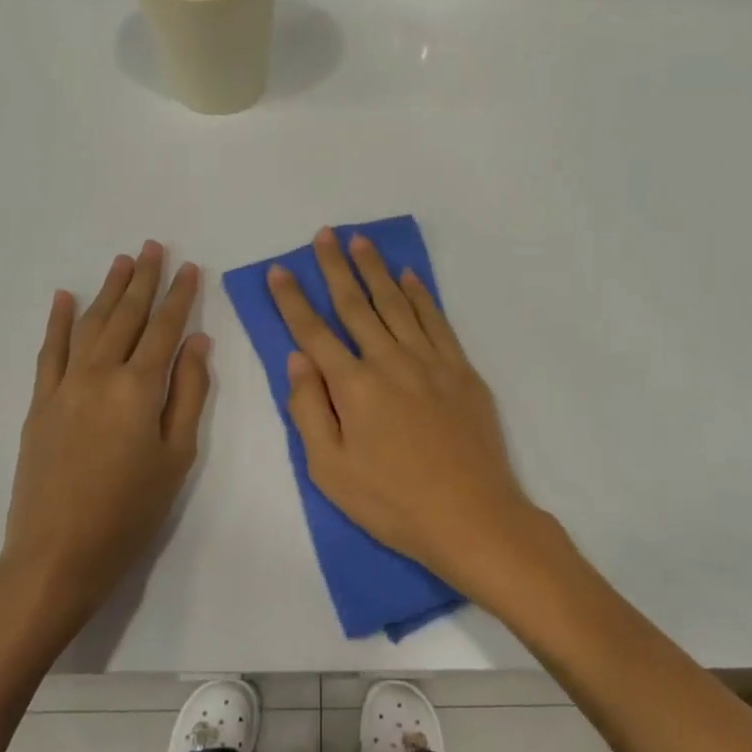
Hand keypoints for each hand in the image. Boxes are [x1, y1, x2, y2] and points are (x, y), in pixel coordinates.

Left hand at [0, 241, 210, 642]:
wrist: (57, 554)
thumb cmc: (130, 511)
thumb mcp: (177, 457)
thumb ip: (189, 394)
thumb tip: (198, 343)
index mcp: (139, 388)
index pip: (165, 329)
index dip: (180, 296)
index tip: (191, 268)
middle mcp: (100, 374)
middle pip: (127, 316)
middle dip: (143, 279)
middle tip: (154, 247)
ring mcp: (64, 386)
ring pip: (90, 324)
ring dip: (107, 290)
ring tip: (121, 261)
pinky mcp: (39, 402)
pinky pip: (49, 351)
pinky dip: (57, 321)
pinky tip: (62, 296)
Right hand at [268, 229, 543, 591]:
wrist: (472, 516)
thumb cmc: (392, 501)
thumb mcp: (329, 469)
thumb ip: (308, 409)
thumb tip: (297, 359)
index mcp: (353, 385)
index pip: (313, 331)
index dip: (292, 299)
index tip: (279, 270)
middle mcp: (389, 360)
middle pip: (356, 305)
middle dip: (336, 268)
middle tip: (324, 234)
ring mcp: (429, 361)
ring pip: (396, 303)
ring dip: (376, 270)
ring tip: (361, 241)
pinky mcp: (460, 370)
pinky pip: (436, 320)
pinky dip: (420, 295)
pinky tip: (409, 277)